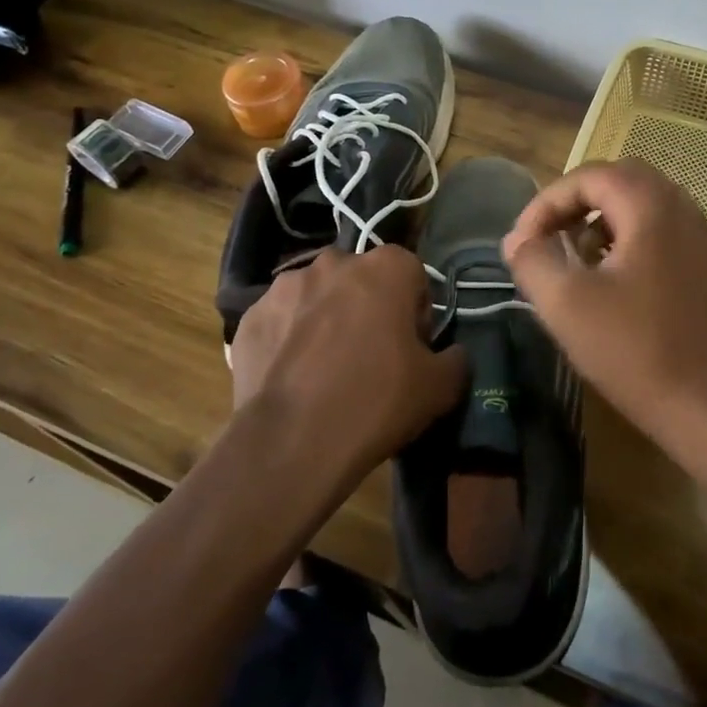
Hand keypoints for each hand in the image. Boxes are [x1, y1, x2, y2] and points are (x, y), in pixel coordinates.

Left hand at [228, 247, 464, 477]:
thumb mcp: (440, 388)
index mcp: (386, 267)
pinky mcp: (250, 315)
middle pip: (362, 281)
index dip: (416, 311)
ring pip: (318, 297)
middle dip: (369, 308)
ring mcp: (286, 286)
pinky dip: (289, 339)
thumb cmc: (376, 401)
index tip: (412, 348)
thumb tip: (452, 354)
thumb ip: (456, 359)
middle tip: (371, 357)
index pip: (412, 275)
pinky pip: (281, 321)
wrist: (292, 443)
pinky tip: (293, 378)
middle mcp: (335, 263)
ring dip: (326, 319)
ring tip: (325, 369)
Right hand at [502, 158, 706, 462]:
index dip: (546, 202)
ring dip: (600, 217)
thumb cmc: (633, 350)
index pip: (589, 176)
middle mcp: (681, 208)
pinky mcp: (703, 264)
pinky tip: (609, 276)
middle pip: (618, 179)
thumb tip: (516, 240)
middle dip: (574, 202)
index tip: (521, 242)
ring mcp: (698, 236)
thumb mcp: (565, 304)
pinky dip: (626, 235)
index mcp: (651, 207)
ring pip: (640, 203)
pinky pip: (659, 227)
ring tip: (574, 254)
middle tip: (546, 236)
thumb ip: (532, 261)